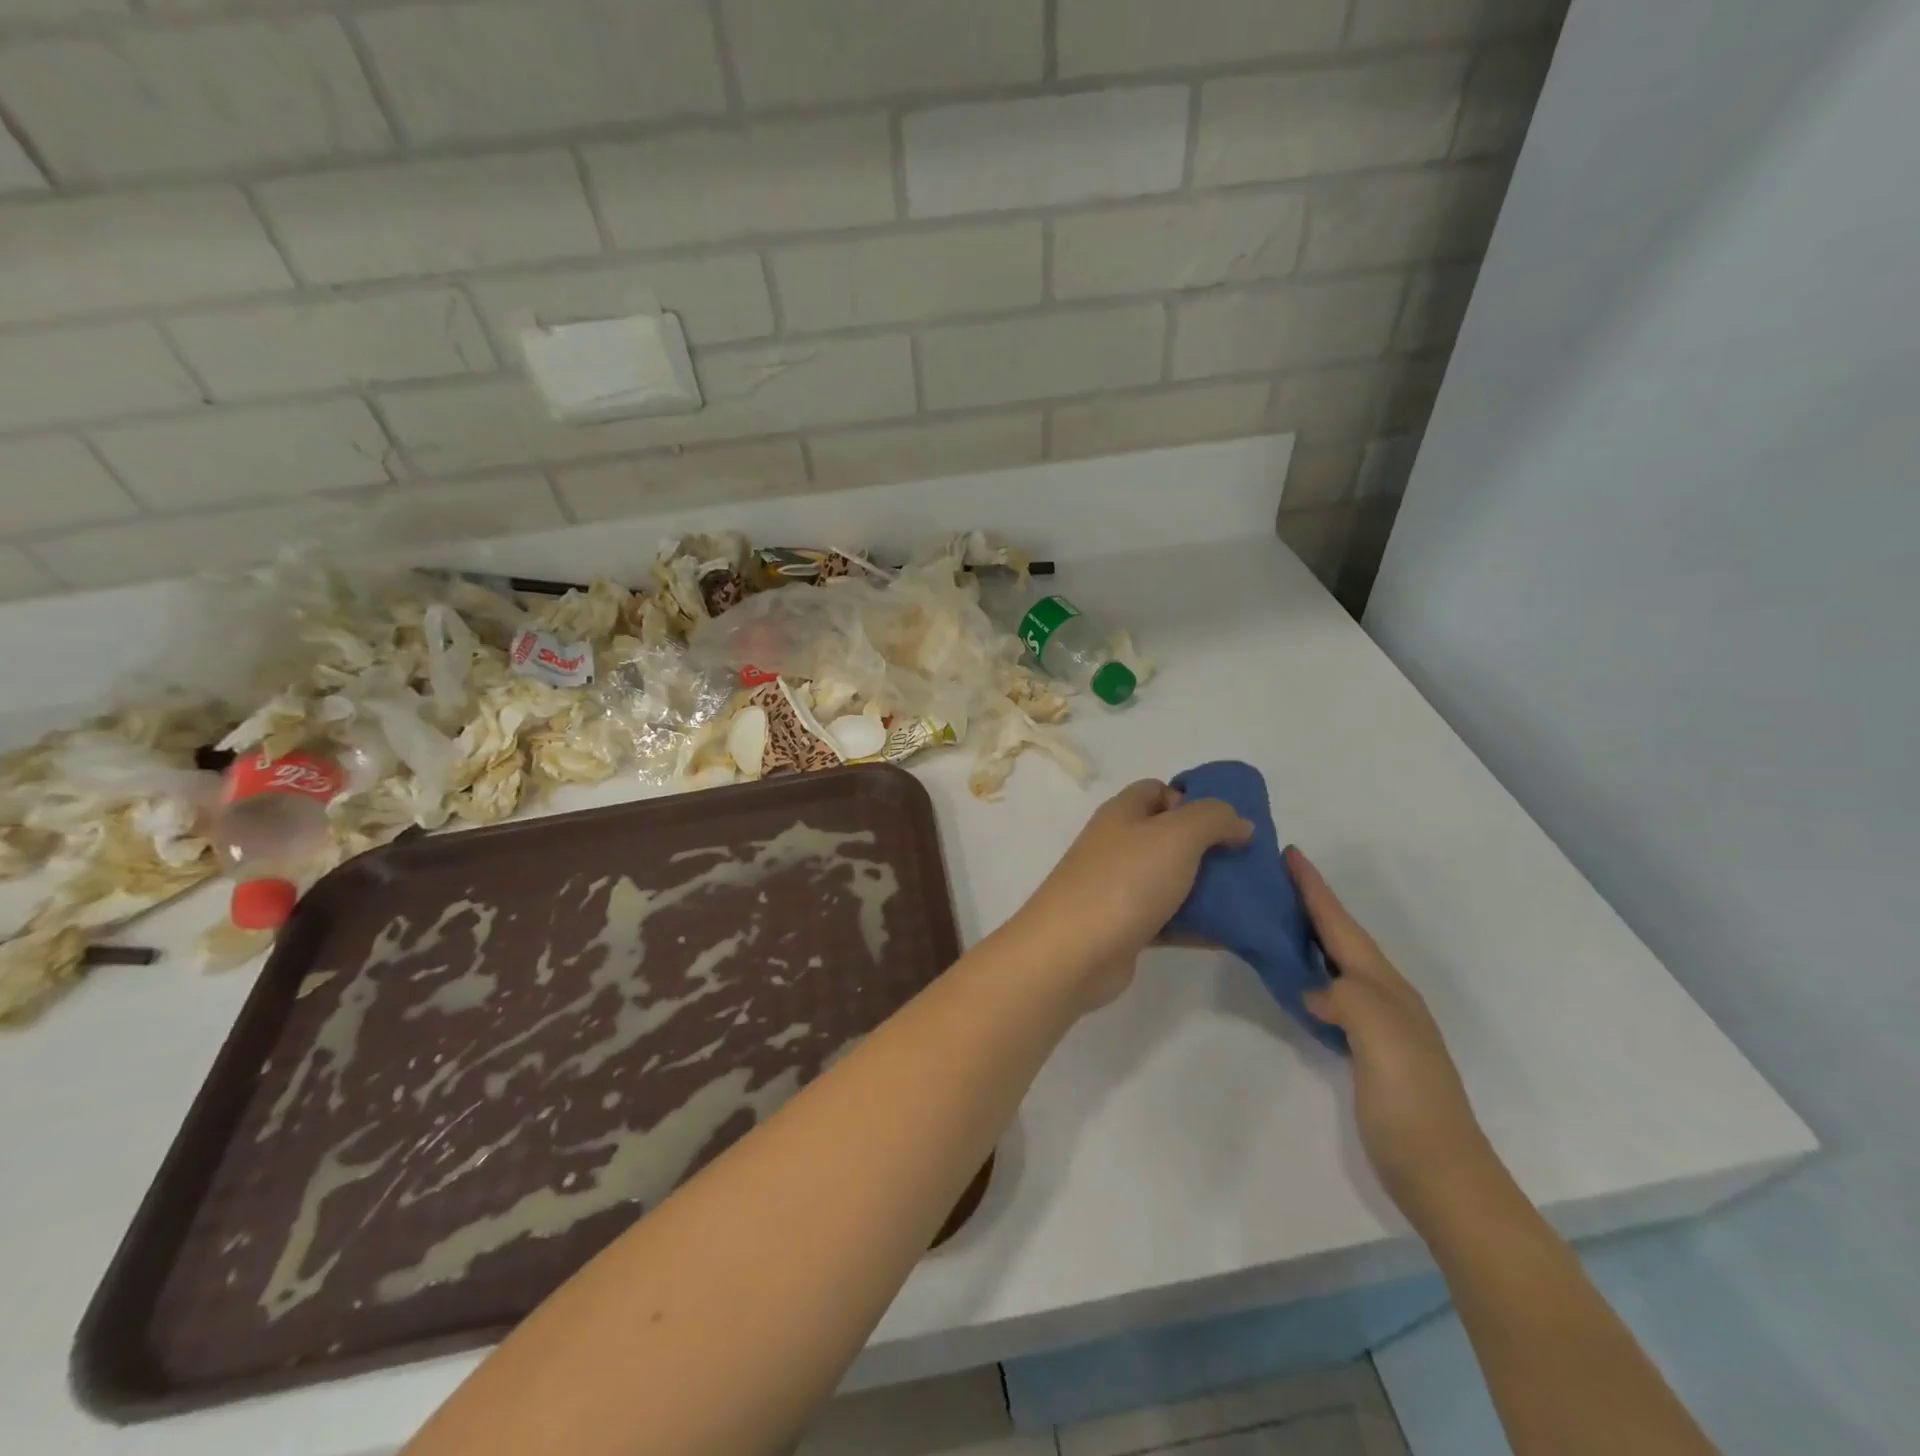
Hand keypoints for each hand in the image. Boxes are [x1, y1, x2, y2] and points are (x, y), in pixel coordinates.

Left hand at [1014, 780, 1252, 1009]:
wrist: (1073, 952)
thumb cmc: (1124, 881)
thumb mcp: (1176, 835)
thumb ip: (1213, 819)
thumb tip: (1239, 822)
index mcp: (1122, 814)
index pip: (1157, 790)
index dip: (1191, 799)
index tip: (1226, 823)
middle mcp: (1117, 846)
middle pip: (1168, 836)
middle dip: (1208, 846)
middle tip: (1245, 863)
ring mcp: (1118, 888)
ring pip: (1170, 879)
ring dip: (1206, 887)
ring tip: (1248, 898)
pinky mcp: (1125, 927)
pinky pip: (1169, 919)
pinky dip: (1196, 924)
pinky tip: (1231, 932)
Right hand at [1289, 848, 1498, 1226]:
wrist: (1442, 1174)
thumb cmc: (1410, 1101)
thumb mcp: (1381, 1039)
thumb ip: (1347, 998)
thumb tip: (1313, 988)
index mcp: (1386, 987)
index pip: (1342, 927)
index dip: (1316, 890)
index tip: (1290, 853)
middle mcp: (1384, 996)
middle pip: (1342, 938)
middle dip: (1314, 904)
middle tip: (1277, 877)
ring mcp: (1378, 1025)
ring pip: (1338, 963)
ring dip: (1312, 935)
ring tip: (1280, 915)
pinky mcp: (1366, 1049)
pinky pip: (1332, 993)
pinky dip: (1312, 973)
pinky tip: (1298, 978)